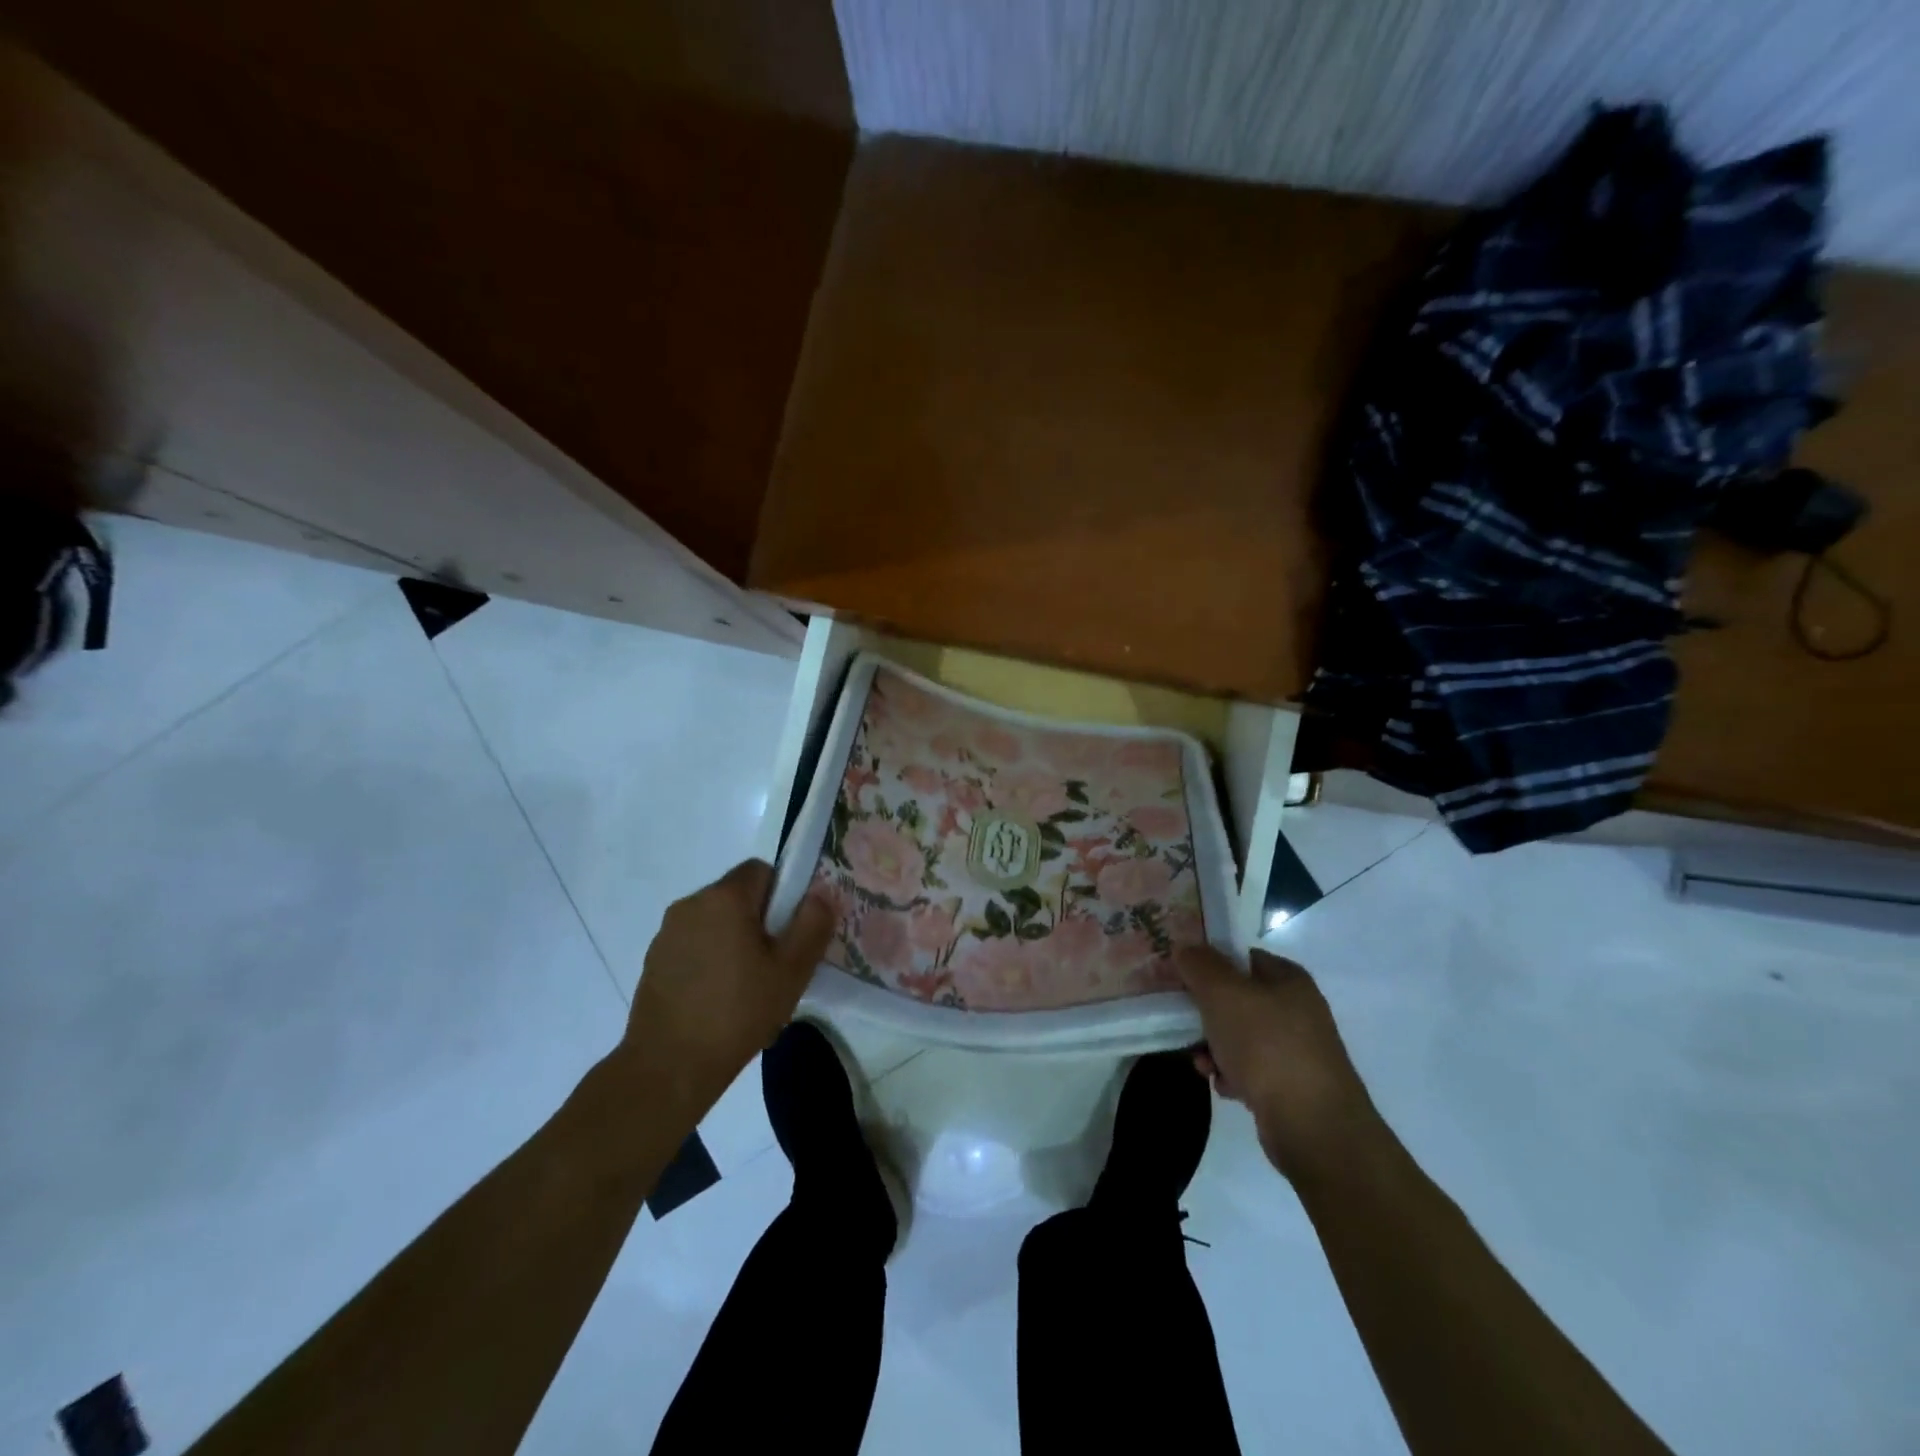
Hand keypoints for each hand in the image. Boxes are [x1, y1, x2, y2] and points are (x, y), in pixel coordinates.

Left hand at [618, 861, 832, 1119]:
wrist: (668, 1068)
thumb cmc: (737, 1012)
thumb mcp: (791, 971)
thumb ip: (812, 925)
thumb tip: (820, 895)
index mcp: (723, 898)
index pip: (761, 870)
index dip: (783, 895)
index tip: (790, 933)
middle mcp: (690, 904)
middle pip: (737, 897)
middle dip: (760, 922)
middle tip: (775, 965)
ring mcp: (667, 934)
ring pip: (715, 923)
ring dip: (734, 942)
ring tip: (747, 989)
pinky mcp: (653, 962)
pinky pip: (694, 946)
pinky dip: (710, 961)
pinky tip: (719, 1001)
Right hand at [1177, 947, 1379, 1181]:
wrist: (1314, 1127)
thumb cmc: (1267, 1047)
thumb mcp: (1224, 994)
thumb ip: (1200, 965)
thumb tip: (1185, 947)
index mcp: (1289, 979)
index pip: (1242, 956)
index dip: (1210, 962)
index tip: (1181, 974)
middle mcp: (1297, 1010)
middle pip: (1238, 998)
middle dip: (1206, 1012)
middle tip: (1184, 1022)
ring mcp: (1296, 1049)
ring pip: (1240, 1036)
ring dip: (1214, 1047)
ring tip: (1202, 1063)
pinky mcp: (1291, 1085)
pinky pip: (1251, 1069)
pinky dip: (1232, 1074)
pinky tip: (1223, 1086)